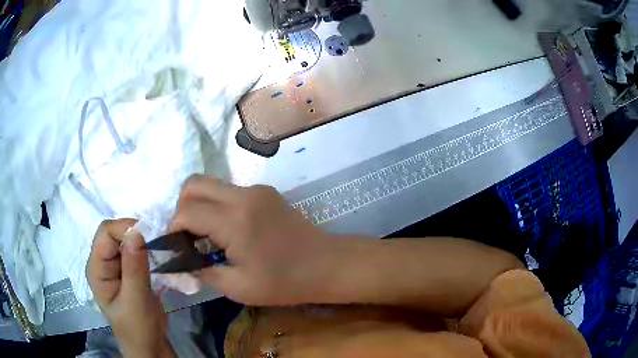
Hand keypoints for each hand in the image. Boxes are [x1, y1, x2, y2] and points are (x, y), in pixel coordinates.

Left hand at [87, 220, 175, 357]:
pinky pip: (136, 253)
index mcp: (97, 269)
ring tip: (161, 249)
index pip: (105, 233)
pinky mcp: (129, 273)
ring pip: (127, 242)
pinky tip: (159, 256)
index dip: (124, 229)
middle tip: (157, 242)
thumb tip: (136, 232)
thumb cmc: (138, 328)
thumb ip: (134, 268)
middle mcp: (103, 263)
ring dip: (143, 242)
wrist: (150, 346)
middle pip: (115, 234)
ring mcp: (116, 268)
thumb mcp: (136, 301)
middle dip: (135, 234)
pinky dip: (148, 251)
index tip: (148, 235)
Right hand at [170, 175, 344, 305]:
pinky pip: (229, 191)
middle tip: (187, 236)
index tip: (175, 246)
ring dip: (199, 205)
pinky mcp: (265, 191)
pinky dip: (217, 205)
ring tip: (205, 235)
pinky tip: (226, 230)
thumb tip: (184, 261)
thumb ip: (204, 272)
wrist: (326, 264)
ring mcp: (257, 189)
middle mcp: (243, 195)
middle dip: (181, 207)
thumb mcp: (238, 288)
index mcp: (235, 220)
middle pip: (194, 184)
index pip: (187, 211)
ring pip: (211, 184)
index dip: (173, 227)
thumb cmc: (285, 282)